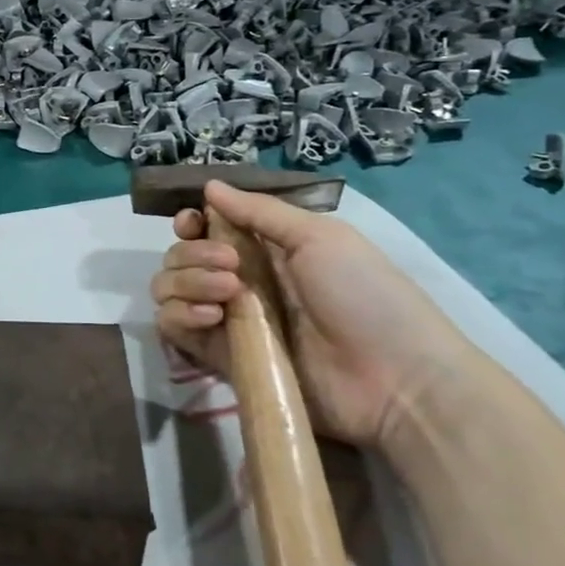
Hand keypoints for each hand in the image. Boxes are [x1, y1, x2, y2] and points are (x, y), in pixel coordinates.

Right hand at [150, 180, 477, 446]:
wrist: (395, 380)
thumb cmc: (364, 296)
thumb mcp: (319, 238)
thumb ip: (259, 211)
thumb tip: (210, 185)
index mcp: (264, 249)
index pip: (205, 229)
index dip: (190, 222)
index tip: (192, 223)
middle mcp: (238, 280)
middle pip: (180, 256)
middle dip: (193, 253)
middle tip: (230, 265)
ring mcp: (227, 319)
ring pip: (168, 288)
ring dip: (186, 281)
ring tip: (227, 294)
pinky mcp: (220, 356)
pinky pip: (172, 328)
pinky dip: (180, 314)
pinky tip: (212, 316)